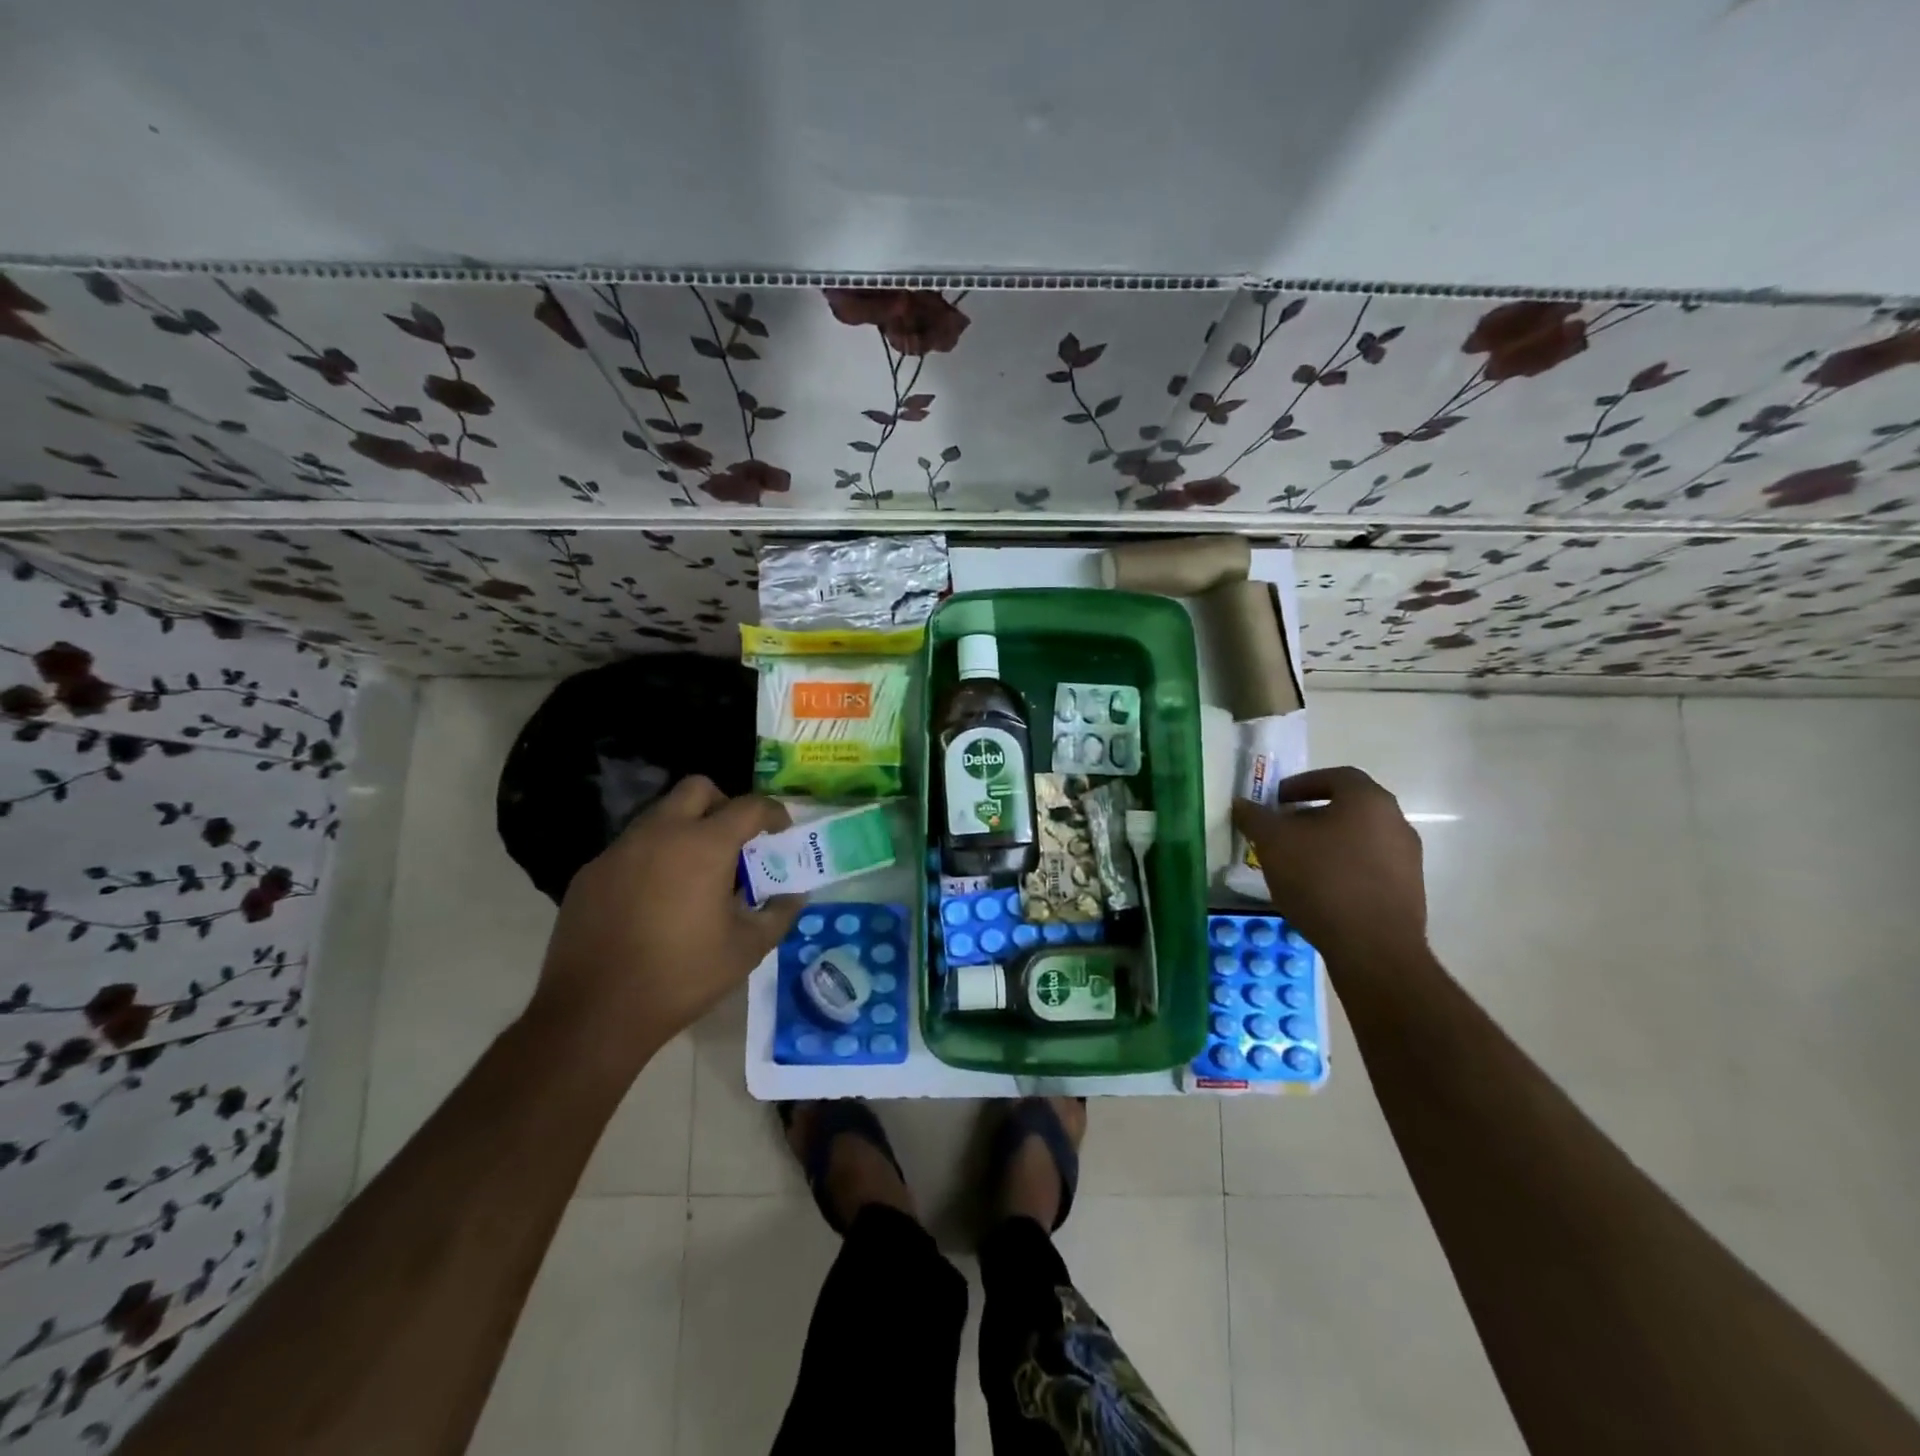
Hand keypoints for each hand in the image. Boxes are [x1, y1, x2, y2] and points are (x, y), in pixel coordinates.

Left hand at [529, 775, 803, 1072]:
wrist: (594, 1013)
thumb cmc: (681, 977)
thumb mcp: (747, 949)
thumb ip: (780, 912)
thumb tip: (794, 893)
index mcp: (704, 845)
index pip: (750, 806)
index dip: (774, 814)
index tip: (781, 833)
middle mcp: (660, 833)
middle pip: (698, 788)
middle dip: (724, 805)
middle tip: (735, 843)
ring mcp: (620, 850)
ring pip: (661, 815)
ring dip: (686, 830)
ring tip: (696, 875)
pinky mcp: (591, 872)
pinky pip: (632, 847)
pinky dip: (654, 857)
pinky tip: (656, 900)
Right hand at [1232, 766, 1427, 963]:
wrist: (1373, 948)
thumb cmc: (1321, 880)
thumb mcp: (1273, 843)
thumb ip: (1256, 818)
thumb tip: (1242, 804)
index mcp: (1368, 800)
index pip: (1335, 776)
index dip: (1302, 784)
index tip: (1277, 800)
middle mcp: (1396, 822)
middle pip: (1348, 808)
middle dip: (1311, 816)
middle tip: (1282, 831)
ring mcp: (1408, 859)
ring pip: (1359, 839)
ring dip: (1327, 844)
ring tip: (1297, 864)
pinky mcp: (1409, 892)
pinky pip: (1369, 868)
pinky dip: (1343, 869)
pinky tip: (1320, 891)